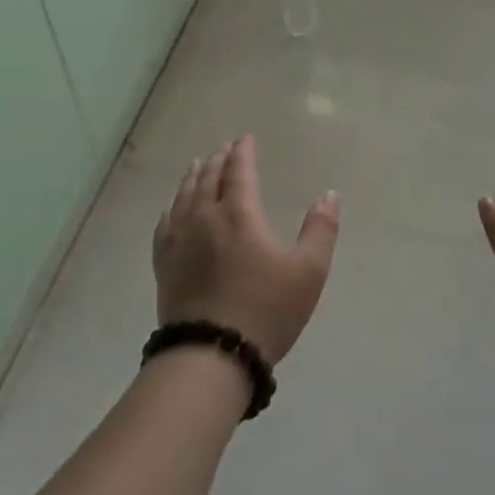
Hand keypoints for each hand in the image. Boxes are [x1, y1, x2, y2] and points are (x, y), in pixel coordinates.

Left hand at [152, 135, 341, 364]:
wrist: (211, 355)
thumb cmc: (266, 311)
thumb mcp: (308, 272)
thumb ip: (320, 229)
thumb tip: (329, 194)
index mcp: (239, 214)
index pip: (239, 172)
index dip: (243, 152)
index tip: (246, 139)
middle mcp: (205, 219)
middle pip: (208, 179)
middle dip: (218, 159)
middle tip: (224, 148)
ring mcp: (180, 242)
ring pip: (184, 197)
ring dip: (193, 177)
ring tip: (197, 165)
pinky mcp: (165, 266)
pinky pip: (165, 226)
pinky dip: (171, 209)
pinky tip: (171, 211)